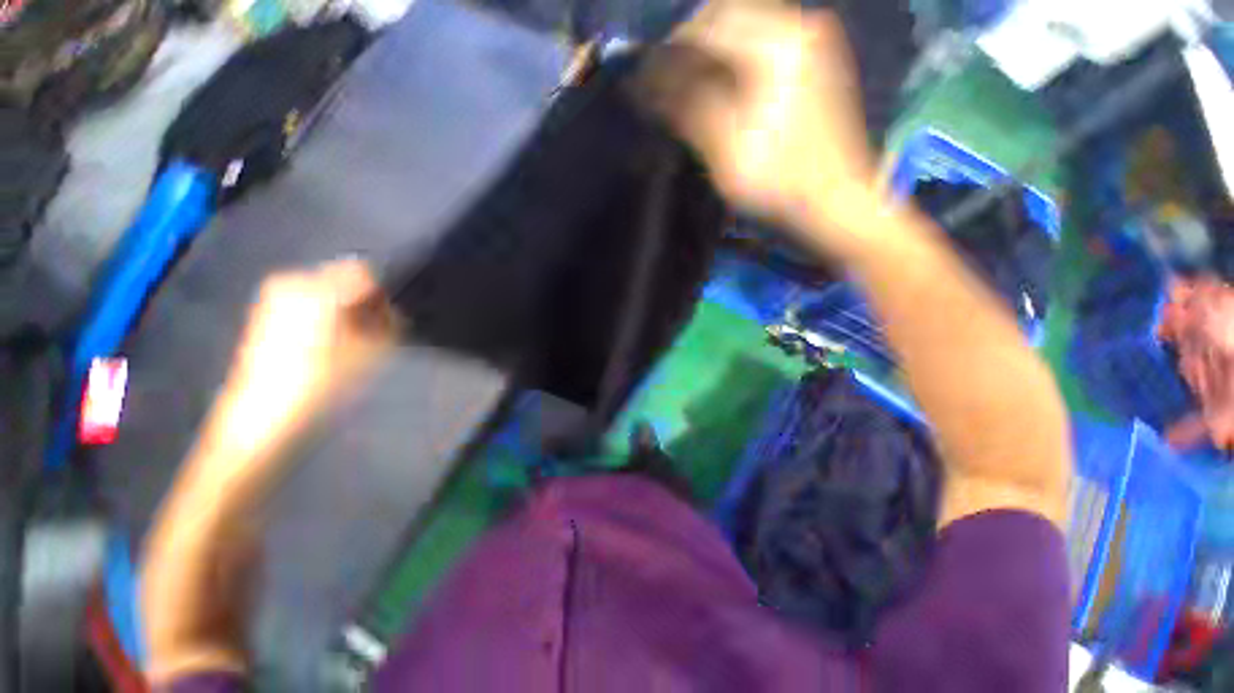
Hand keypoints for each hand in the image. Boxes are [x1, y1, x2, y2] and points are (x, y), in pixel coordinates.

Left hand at [199, 259, 396, 488]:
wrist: (263, 419)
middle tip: (381, 329)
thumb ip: (391, 323)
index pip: (366, 273)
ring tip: (360, 339)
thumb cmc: (320, 385)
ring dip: (352, 309)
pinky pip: (315, 301)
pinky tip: (336, 341)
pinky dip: (333, 314)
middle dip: (369, 300)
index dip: (388, 292)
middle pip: (347, 278)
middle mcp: (292, 282)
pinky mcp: (271, 313)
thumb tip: (401, 309)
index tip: (398, 315)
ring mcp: (278, 297)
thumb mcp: (370, 352)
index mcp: (315, 288)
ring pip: (332, 290)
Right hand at [641, 4, 880, 241]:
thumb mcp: (726, 150)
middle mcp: (800, 27)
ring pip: (748, 25)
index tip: (651, 73)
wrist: (835, 200)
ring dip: (714, 49)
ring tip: (692, 84)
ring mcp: (813, 41)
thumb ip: (688, 109)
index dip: (673, 46)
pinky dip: (738, 57)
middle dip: (693, 42)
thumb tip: (650, 86)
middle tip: (670, 77)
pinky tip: (724, 85)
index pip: (710, 23)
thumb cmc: (779, 181)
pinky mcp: (817, 59)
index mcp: (777, 46)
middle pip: (730, 14)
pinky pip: (766, 41)